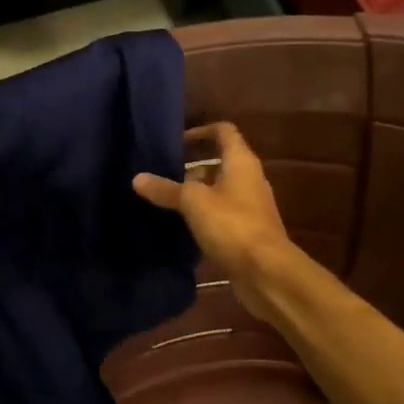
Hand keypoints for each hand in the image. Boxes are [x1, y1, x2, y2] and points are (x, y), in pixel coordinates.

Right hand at [133, 123, 294, 319]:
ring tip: (167, 198)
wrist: (266, 272)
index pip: (223, 131)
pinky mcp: (247, 231)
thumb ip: (166, 189)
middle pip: (221, 161)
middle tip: (163, 172)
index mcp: (241, 162)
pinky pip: (222, 213)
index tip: (175, 141)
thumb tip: (137, 178)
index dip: (200, 131)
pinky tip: (182, 225)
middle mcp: (249, 179)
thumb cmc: (232, 225)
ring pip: (220, 189)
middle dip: (193, 165)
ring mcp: (250, 206)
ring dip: (197, 191)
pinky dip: (204, 214)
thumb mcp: (193, 203)